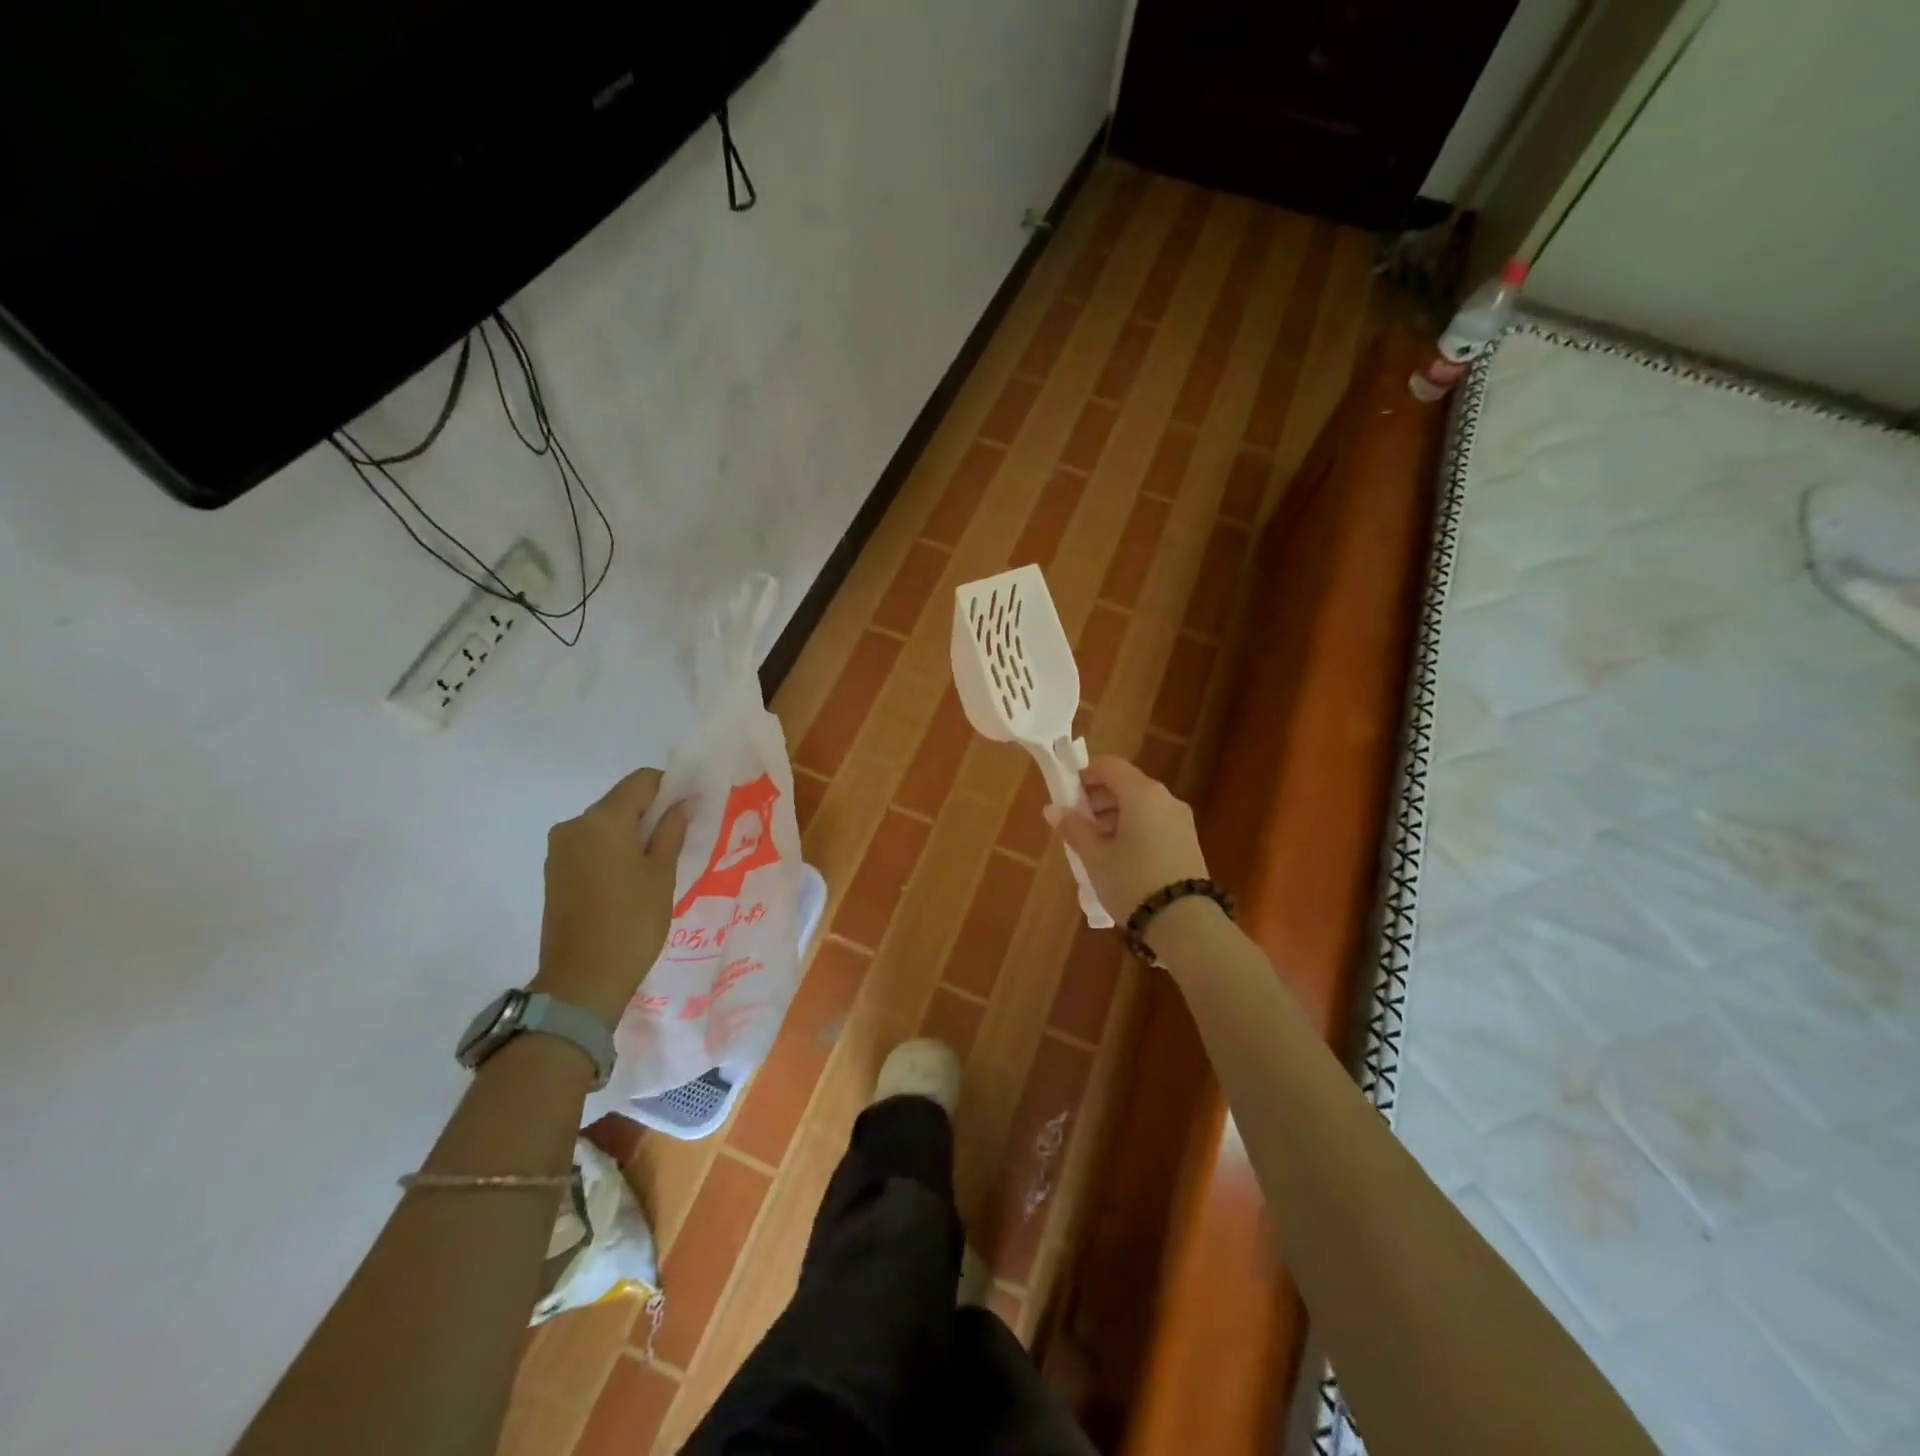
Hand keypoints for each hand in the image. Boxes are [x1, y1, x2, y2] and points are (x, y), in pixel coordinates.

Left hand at [534, 768, 688, 1025]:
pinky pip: (591, 846)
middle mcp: (575, 825)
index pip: (641, 780)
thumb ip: (671, 831)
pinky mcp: (554, 872)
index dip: (670, 787)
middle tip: (679, 840)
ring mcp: (560, 849)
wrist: (582, 980)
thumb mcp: (662, 874)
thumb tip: (681, 803)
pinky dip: (613, 851)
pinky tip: (631, 880)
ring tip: (656, 865)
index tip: (690, 810)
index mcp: (603, 819)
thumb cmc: (632, 922)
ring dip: (632, 833)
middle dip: (651, 813)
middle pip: (621, 801)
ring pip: (605, 825)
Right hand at [1044, 756, 1208, 924]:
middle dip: (1098, 798)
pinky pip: (1154, 822)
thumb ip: (1073, 828)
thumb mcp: (1095, 857)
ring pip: (1141, 805)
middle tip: (1076, 823)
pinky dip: (1133, 828)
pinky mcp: (1188, 842)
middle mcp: (1165, 799)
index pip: (1110, 766)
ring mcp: (1181, 820)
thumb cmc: (1132, 881)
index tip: (1066, 793)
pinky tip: (1119, 856)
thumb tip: (1052, 809)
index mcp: (1142, 793)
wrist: (1185, 924)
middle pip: (1126, 784)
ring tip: (1094, 845)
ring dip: (1114, 815)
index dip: (1085, 774)